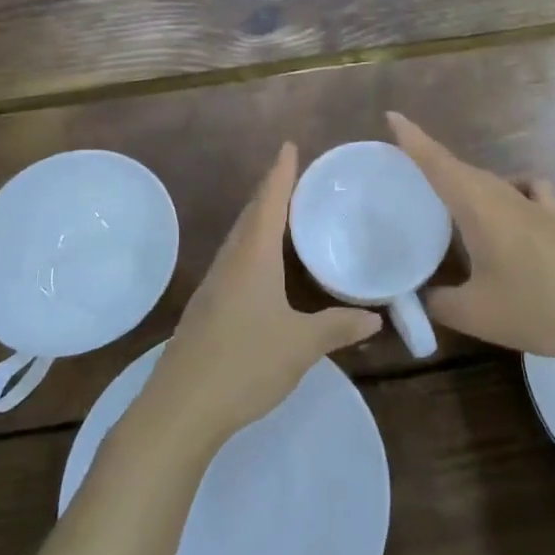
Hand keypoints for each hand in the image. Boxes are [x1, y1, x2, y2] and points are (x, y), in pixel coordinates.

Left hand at [136, 143, 379, 454]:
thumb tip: (375, 318)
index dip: (280, 174)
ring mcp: (213, 286)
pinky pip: (234, 261)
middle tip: (294, 175)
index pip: (268, 203)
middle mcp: (230, 263)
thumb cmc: (244, 364)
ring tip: (282, 212)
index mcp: (252, 258)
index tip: (289, 146)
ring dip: (259, 219)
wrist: (180, 408)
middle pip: (250, 216)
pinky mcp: (206, 308)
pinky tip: (262, 265)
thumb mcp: (301, 346)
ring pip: (239, 239)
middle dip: (270, 191)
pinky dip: (252, 247)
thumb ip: (337, 327)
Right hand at [387, 112, 554, 364]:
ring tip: (446, 199)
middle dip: (431, 162)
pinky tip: (506, 207)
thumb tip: (422, 296)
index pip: (438, 163)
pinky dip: (509, 189)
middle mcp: (504, 196)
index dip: (413, 139)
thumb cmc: (536, 308)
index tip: (392, 116)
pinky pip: (525, 190)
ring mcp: (535, 206)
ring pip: (490, 180)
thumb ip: (438, 301)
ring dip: (465, 181)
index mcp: (478, 207)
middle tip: (403, 169)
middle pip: (461, 169)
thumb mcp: (474, 313)